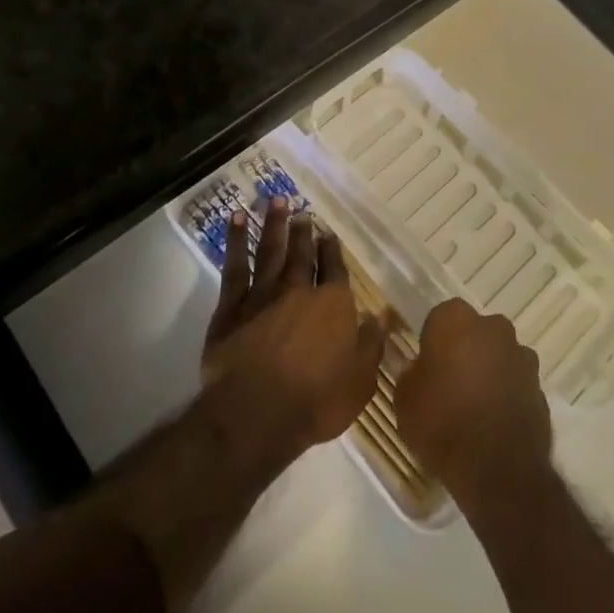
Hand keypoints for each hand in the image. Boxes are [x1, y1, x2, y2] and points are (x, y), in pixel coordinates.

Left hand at [202, 197, 389, 451]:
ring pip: (270, 251)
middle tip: (302, 212)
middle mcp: (299, 290)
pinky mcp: (231, 306)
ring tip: (276, 201)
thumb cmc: (316, 402)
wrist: (256, 412)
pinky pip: (235, 265)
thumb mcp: (360, 381)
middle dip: (302, 232)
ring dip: (274, 224)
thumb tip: (382, 318)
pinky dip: (237, 240)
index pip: (334, 270)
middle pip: (301, 254)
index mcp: (333, 305)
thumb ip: (371, 346)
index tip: (328, 234)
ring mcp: (263, 294)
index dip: (332, 251)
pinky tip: (238, 220)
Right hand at [394, 298, 551, 506]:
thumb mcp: (404, 400)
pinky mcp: (541, 386)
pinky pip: (516, 382)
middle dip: (465, 350)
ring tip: (474, 406)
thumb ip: (411, 375)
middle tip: (450, 383)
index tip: (427, 365)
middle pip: (475, 331)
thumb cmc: (442, 424)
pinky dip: (507, 394)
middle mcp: (493, 327)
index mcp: (455, 319)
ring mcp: (521, 355)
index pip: (440, 317)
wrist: (498, 470)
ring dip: (489, 371)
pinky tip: (494, 422)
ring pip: (499, 355)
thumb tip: (420, 370)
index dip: (433, 340)